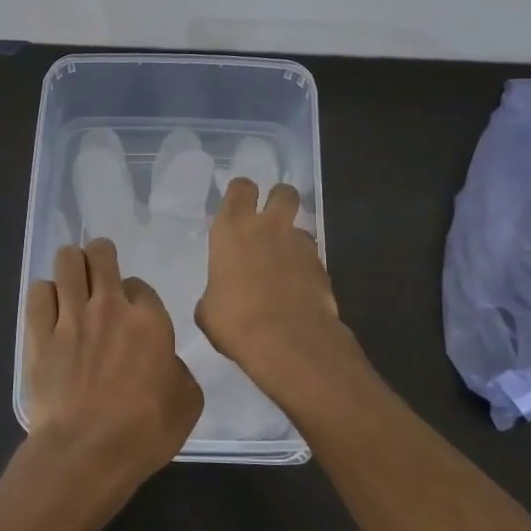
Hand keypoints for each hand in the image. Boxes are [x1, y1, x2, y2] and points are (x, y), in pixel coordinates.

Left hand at [23, 239, 203, 488]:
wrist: (86, 452)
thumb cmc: (145, 431)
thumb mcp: (187, 402)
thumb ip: (177, 369)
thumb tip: (163, 361)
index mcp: (150, 320)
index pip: (140, 285)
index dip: (136, 296)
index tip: (133, 313)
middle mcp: (109, 307)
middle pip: (101, 255)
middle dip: (101, 255)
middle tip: (99, 270)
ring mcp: (70, 317)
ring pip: (67, 262)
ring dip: (71, 264)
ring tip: (72, 279)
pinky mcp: (38, 334)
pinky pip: (38, 292)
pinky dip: (45, 293)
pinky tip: (49, 307)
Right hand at [196, 179, 352, 386]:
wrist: (288, 341)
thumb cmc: (235, 321)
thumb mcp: (208, 310)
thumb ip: (214, 291)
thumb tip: (219, 297)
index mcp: (233, 230)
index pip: (240, 189)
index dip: (241, 193)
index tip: (238, 206)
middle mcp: (269, 228)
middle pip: (283, 192)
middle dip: (278, 200)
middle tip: (269, 221)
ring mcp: (300, 245)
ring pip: (301, 227)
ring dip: (292, 240)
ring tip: (283, 266)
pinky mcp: (323, 268)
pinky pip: (312, 258)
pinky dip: (305, 269)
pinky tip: (297, 291)